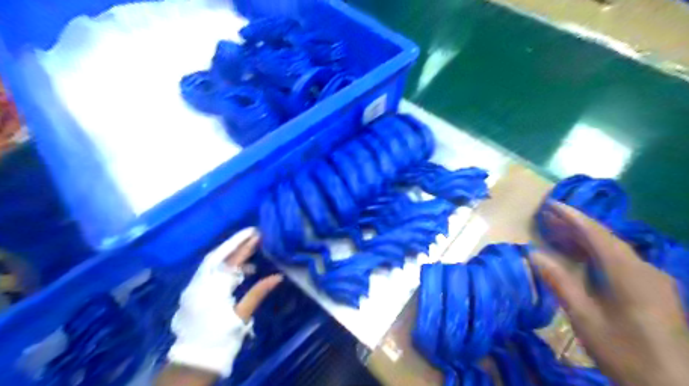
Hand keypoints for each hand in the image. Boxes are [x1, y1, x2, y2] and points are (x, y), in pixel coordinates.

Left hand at [165, 230, 282, 379]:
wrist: (194, 360)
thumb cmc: (221, 338)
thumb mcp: (242, 316)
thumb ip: (258, 293)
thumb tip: (278, 276)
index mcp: (213, 289)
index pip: (231, 261)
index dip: (245, 246)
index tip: (257, 234)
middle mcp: (199, 284)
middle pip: (217, 256)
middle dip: (235, 243)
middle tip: (252, 233)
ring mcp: (193, 287)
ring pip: (212, 263)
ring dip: (230, 254)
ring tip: (250, 251)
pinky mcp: (192, 292)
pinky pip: (209, 272)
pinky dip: (224, 266)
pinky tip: (239, 271)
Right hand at [535, 204, 688, 385]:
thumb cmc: (624, 352)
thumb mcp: (585, 318)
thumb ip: (560, 282)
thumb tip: (533, 253)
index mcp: (629, 273)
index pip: (596, 233)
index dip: (572, 216)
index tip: (550, 204)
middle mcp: (645, 269)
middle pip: (606, 238)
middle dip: (576, 225)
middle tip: (548, 217)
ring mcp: (654, 280)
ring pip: (615, 249)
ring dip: (586, 239)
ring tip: (558, 232)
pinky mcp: (655, 291)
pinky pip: (622, 261)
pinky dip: (598, 253)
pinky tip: (583, 257)